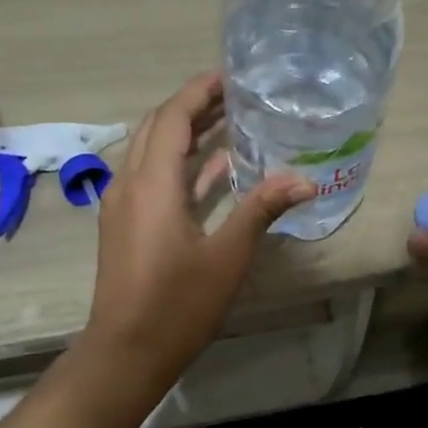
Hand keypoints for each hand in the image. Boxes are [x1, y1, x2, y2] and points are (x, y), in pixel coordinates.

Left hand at [83, 71, 312, 390]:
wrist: (125, 352)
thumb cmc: (177, 305)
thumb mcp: (227, 256)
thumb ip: (261, 210)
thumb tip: (305, 180)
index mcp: (151, 184)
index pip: (171, 118)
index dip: (199, 91)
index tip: (229, 75)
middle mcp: (129, 184)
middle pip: (156, 127)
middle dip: (192, 106)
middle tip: (233, 95)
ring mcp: (122, 205)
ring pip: (151, 151)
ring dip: (185, 134)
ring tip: (228, 121)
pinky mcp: (125, 225)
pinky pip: (151, 177)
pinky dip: (180, 165)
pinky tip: (215, 170)